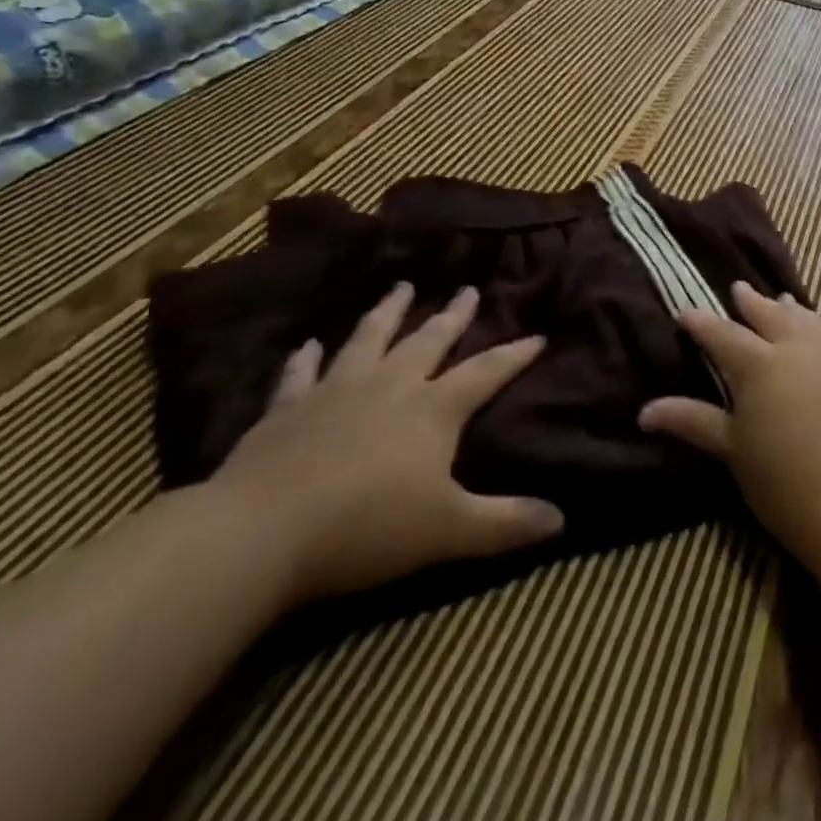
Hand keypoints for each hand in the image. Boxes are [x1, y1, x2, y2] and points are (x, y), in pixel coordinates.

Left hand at [210, 282, 563, 604]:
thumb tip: (561, 521)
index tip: (538, 335)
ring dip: (388, 313)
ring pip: (370, 339)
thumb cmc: (366, 528)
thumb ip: (505, 524)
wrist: (259, 534)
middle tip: (468, 289)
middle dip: (453, 316)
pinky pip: (299, 375)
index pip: (486, 372)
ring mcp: (336, 392)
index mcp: (433, 409)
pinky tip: (308, 344)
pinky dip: (305, 358)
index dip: (515, 354)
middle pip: (429, 341)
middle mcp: (390, 386)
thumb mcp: (448, 531)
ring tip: (402, 287)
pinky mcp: (287, 410)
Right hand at [639, 281, 820, 561]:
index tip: (685, 314)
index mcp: (759, 365)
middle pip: (769, 315)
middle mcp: (796, 347)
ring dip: (790, 310)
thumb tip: (645, 411)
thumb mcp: (732, 450)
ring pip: (808, 320)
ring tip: (781, 300)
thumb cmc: (783, 481)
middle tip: (738, 288)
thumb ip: (692, 421)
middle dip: (750, 302)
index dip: (701, 323)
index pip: (722, 334)